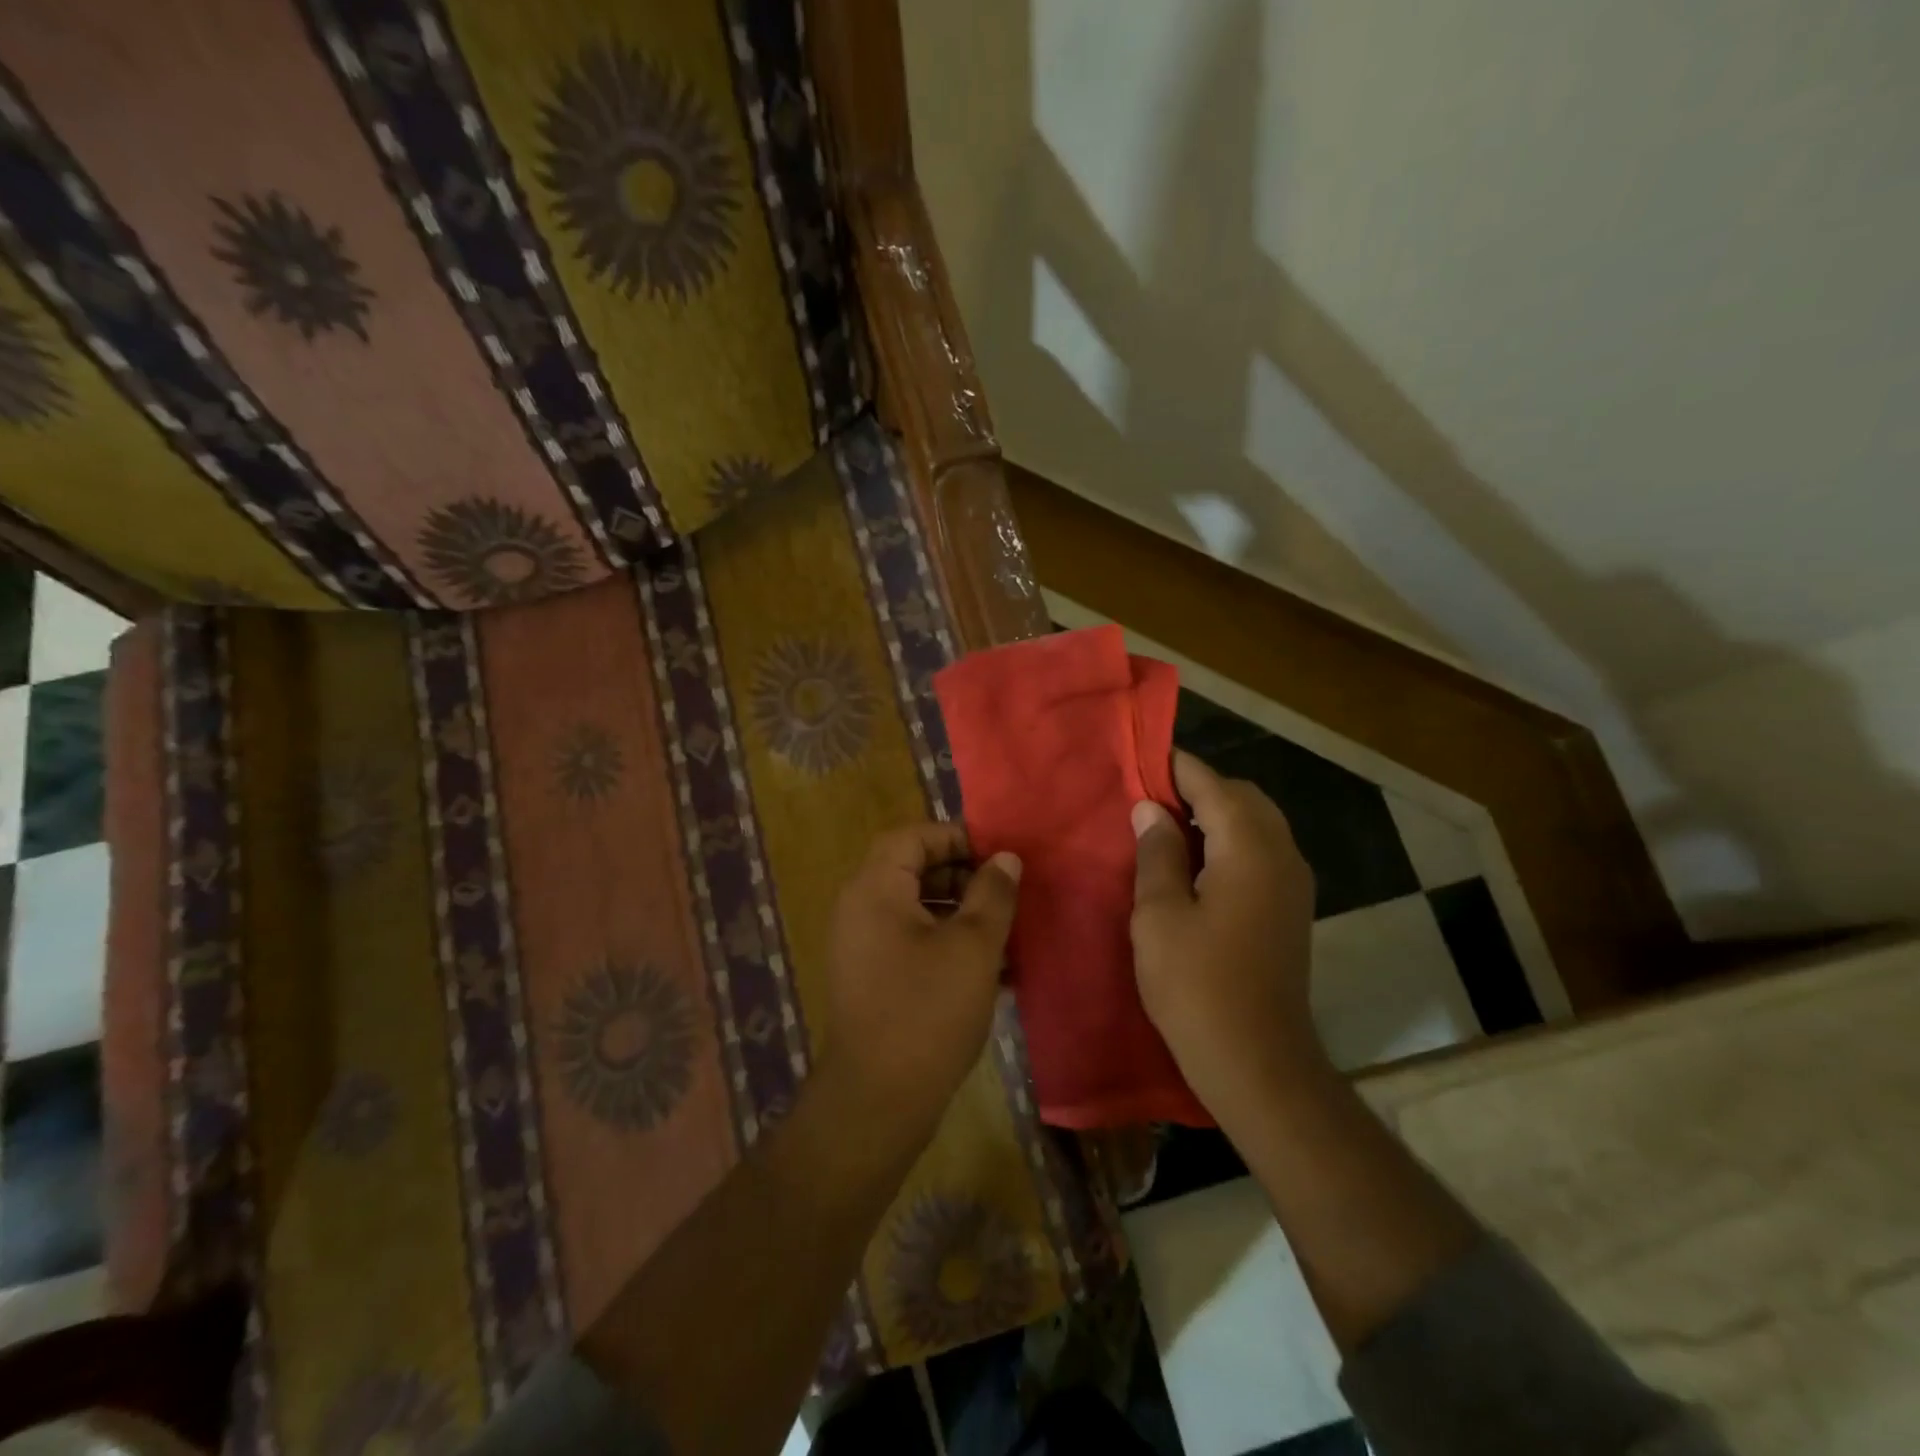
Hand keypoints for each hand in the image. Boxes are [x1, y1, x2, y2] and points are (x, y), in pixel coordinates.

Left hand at [821, 823, 1021, 1149]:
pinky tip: (989, 972)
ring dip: (960, 914)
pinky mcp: (872, 979)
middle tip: (1005, 895)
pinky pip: (911, 943)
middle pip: (912, 870)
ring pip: (916, 910)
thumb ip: (992, 894)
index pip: (912, 837)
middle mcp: (859, 910)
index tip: (997, 856)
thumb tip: (1005, 858)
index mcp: (874, 889)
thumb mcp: (973, 946)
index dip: (956, 838)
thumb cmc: (928, 1010)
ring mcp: (862, 947)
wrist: (878, 1100)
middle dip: (962, 877)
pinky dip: (946, 944)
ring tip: (1005, 934)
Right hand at [1130, 750, 1323, 1127]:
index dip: (1176, 768)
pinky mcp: (1290, 909)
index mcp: (1249, 849)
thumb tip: (1151, 809)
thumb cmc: (1197, 986)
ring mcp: (1293, 884)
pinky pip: (1260, 851)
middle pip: (1242, 798)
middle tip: (1148, 797)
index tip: (1140, 759)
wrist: (1258, 1062)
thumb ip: (1157, 853)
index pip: (1213, 785)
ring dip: (1214, 814)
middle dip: (1198, 788)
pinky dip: (1228, 841)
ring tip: (1165, 826)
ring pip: (1255, 823)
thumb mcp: (1159, 914)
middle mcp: (1281, 855)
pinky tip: (1194, 863)